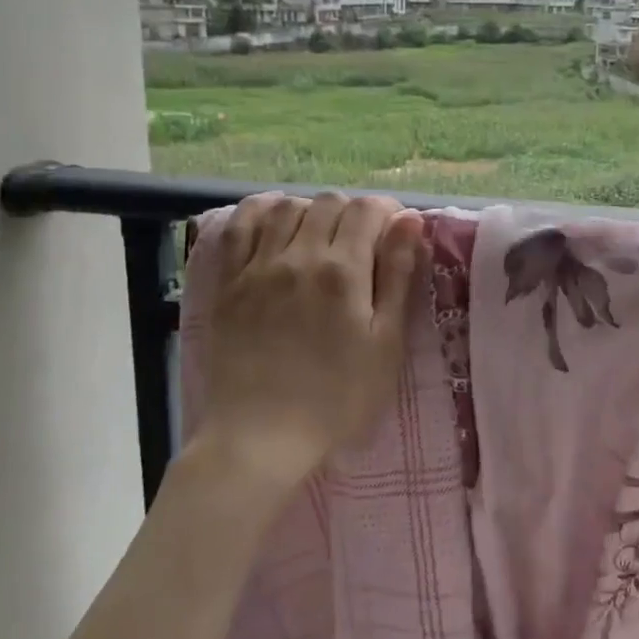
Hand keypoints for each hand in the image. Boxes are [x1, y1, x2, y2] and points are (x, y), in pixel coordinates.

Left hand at [197, 191, 424, 492]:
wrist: (261, 436)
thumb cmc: (337, 398)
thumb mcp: (386, 344)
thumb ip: (398, 276)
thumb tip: (409, 221)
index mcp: (344, 272)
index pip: (366, 210)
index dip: (385, 211)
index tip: (393, 230)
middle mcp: (299, 257)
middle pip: (328, 202)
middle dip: (352, 212)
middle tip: (361, 240)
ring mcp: (258, 266)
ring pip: (287, 207)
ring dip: (311, 210)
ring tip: (321, 234)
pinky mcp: (229, 281)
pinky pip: (241, 225)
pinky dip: (262, 210)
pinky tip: (275, 220)